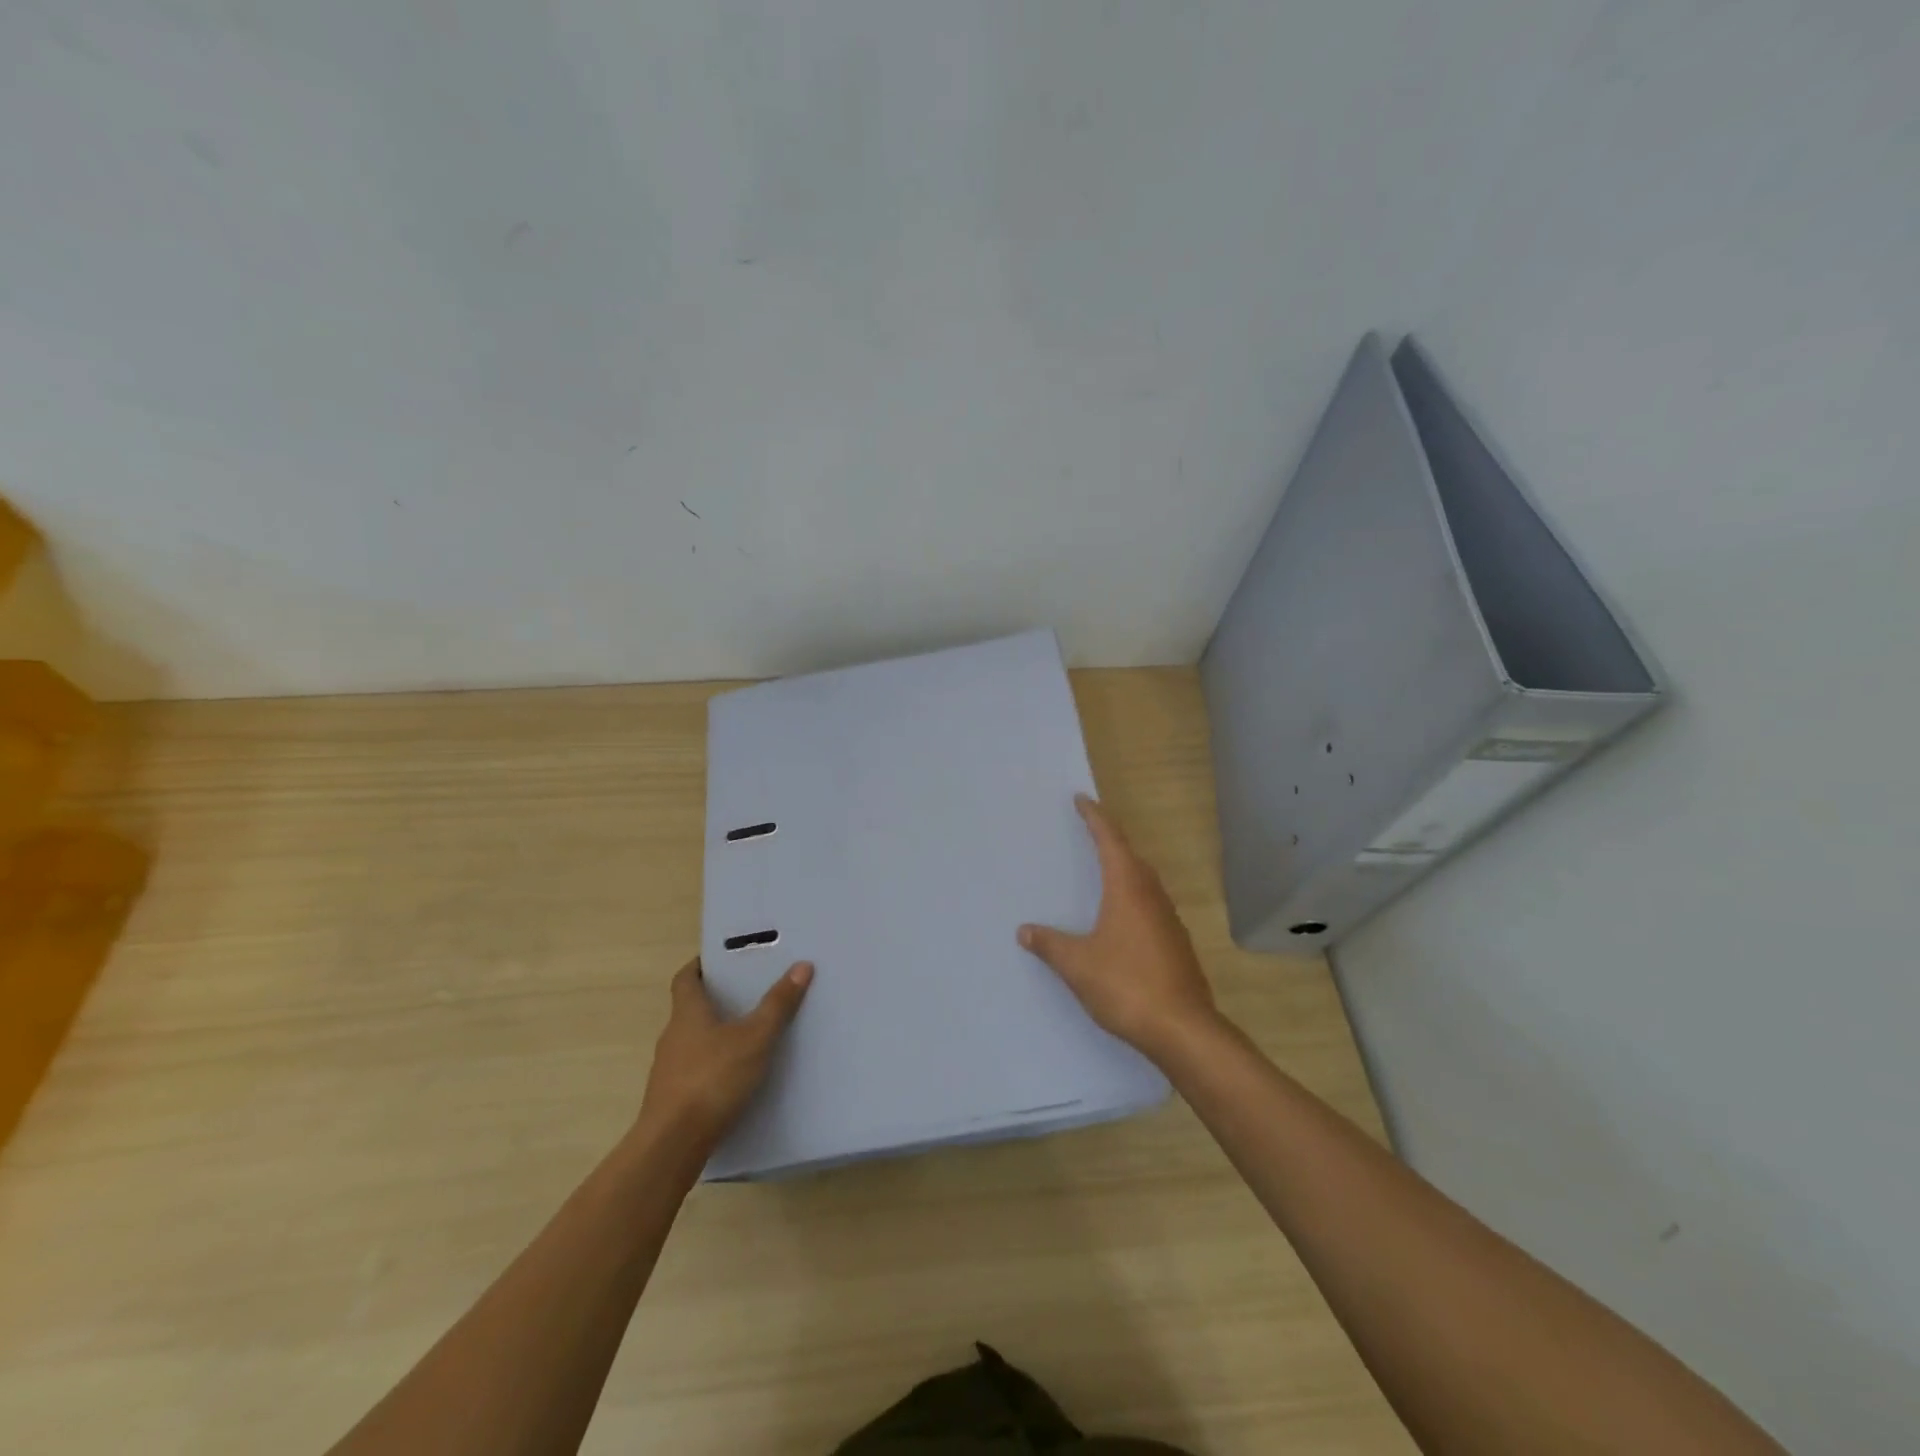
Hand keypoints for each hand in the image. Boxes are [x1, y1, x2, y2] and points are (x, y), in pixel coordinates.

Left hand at [637, 957, 812, 1150]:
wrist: (672, 1145)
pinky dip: (711, 1065)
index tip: (719, 959)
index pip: (685, 978)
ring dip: (713, 1035)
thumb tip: (802, 966)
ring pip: (692, 1041)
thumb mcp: (755, 1039)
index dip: (699, 966)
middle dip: (715, 1000)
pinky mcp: (671, 1099)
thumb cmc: (712, 1079)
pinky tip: (734, 1077)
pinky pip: (693, 1070)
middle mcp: (672, 1036)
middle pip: (689, 1009)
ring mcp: (668, 1070)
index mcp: (687, 1013)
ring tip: (746, 1035)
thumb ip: (777, 1005)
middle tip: (746, 993)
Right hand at [1019, 794, 1218, 1064]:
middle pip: (1131, 856)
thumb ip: (1050, 945)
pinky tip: (1121, 918)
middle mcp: (1152, 897)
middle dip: (1110, 840)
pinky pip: (1151, 905)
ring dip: (1125, 868)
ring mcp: (1169, 920)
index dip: (1095, 817)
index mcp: (1128, 889)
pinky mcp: (1176, 944)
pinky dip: (1133, 897)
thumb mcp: (1077, 965)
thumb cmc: (1126, 986)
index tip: (1082, 799)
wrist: (1183, 1029)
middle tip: (1089, 831)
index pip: (1110, 840)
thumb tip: (1025, 931)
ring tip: (1103, 870)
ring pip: (1145, 882)